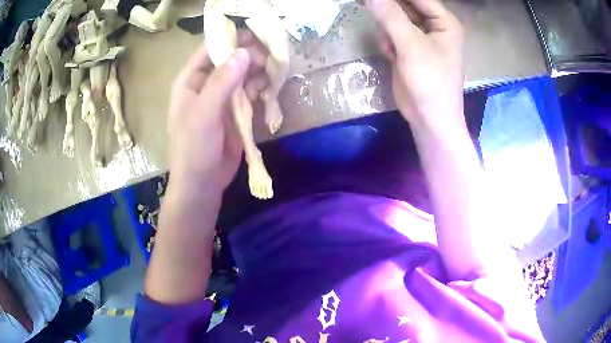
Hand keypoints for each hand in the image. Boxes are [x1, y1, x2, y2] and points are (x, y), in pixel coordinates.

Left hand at [167, 32, 269, 194]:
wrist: (202, 184)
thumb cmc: (194, 148)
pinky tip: (272, 83)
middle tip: (271, 51)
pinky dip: (261, 87)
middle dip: (249, 54)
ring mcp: (222, 97)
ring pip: (242, 74)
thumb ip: (222, 82)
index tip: (254, 30)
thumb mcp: (204, 113)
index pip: (209, 49)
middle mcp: (206, 84)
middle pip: (230, 60)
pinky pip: (250, 92)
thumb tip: (243, 52)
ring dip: (258, 69)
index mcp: (190, 81)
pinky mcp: (236, 111)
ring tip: (275, 65)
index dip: (230, 37)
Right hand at [367, 0, 463, 130]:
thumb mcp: (411, 45)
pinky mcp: (408, 50)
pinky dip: (388, 41)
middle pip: (405, 6)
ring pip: (395, 19)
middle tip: (375, 11)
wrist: (429, 118)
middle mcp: (433, 27)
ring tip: (391, 44)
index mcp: (443, 22)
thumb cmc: (430, 81)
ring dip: (387, 28)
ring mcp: (420, 38)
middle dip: (389, 10)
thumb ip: (390, 16)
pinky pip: (391, 34)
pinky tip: (390, 54)